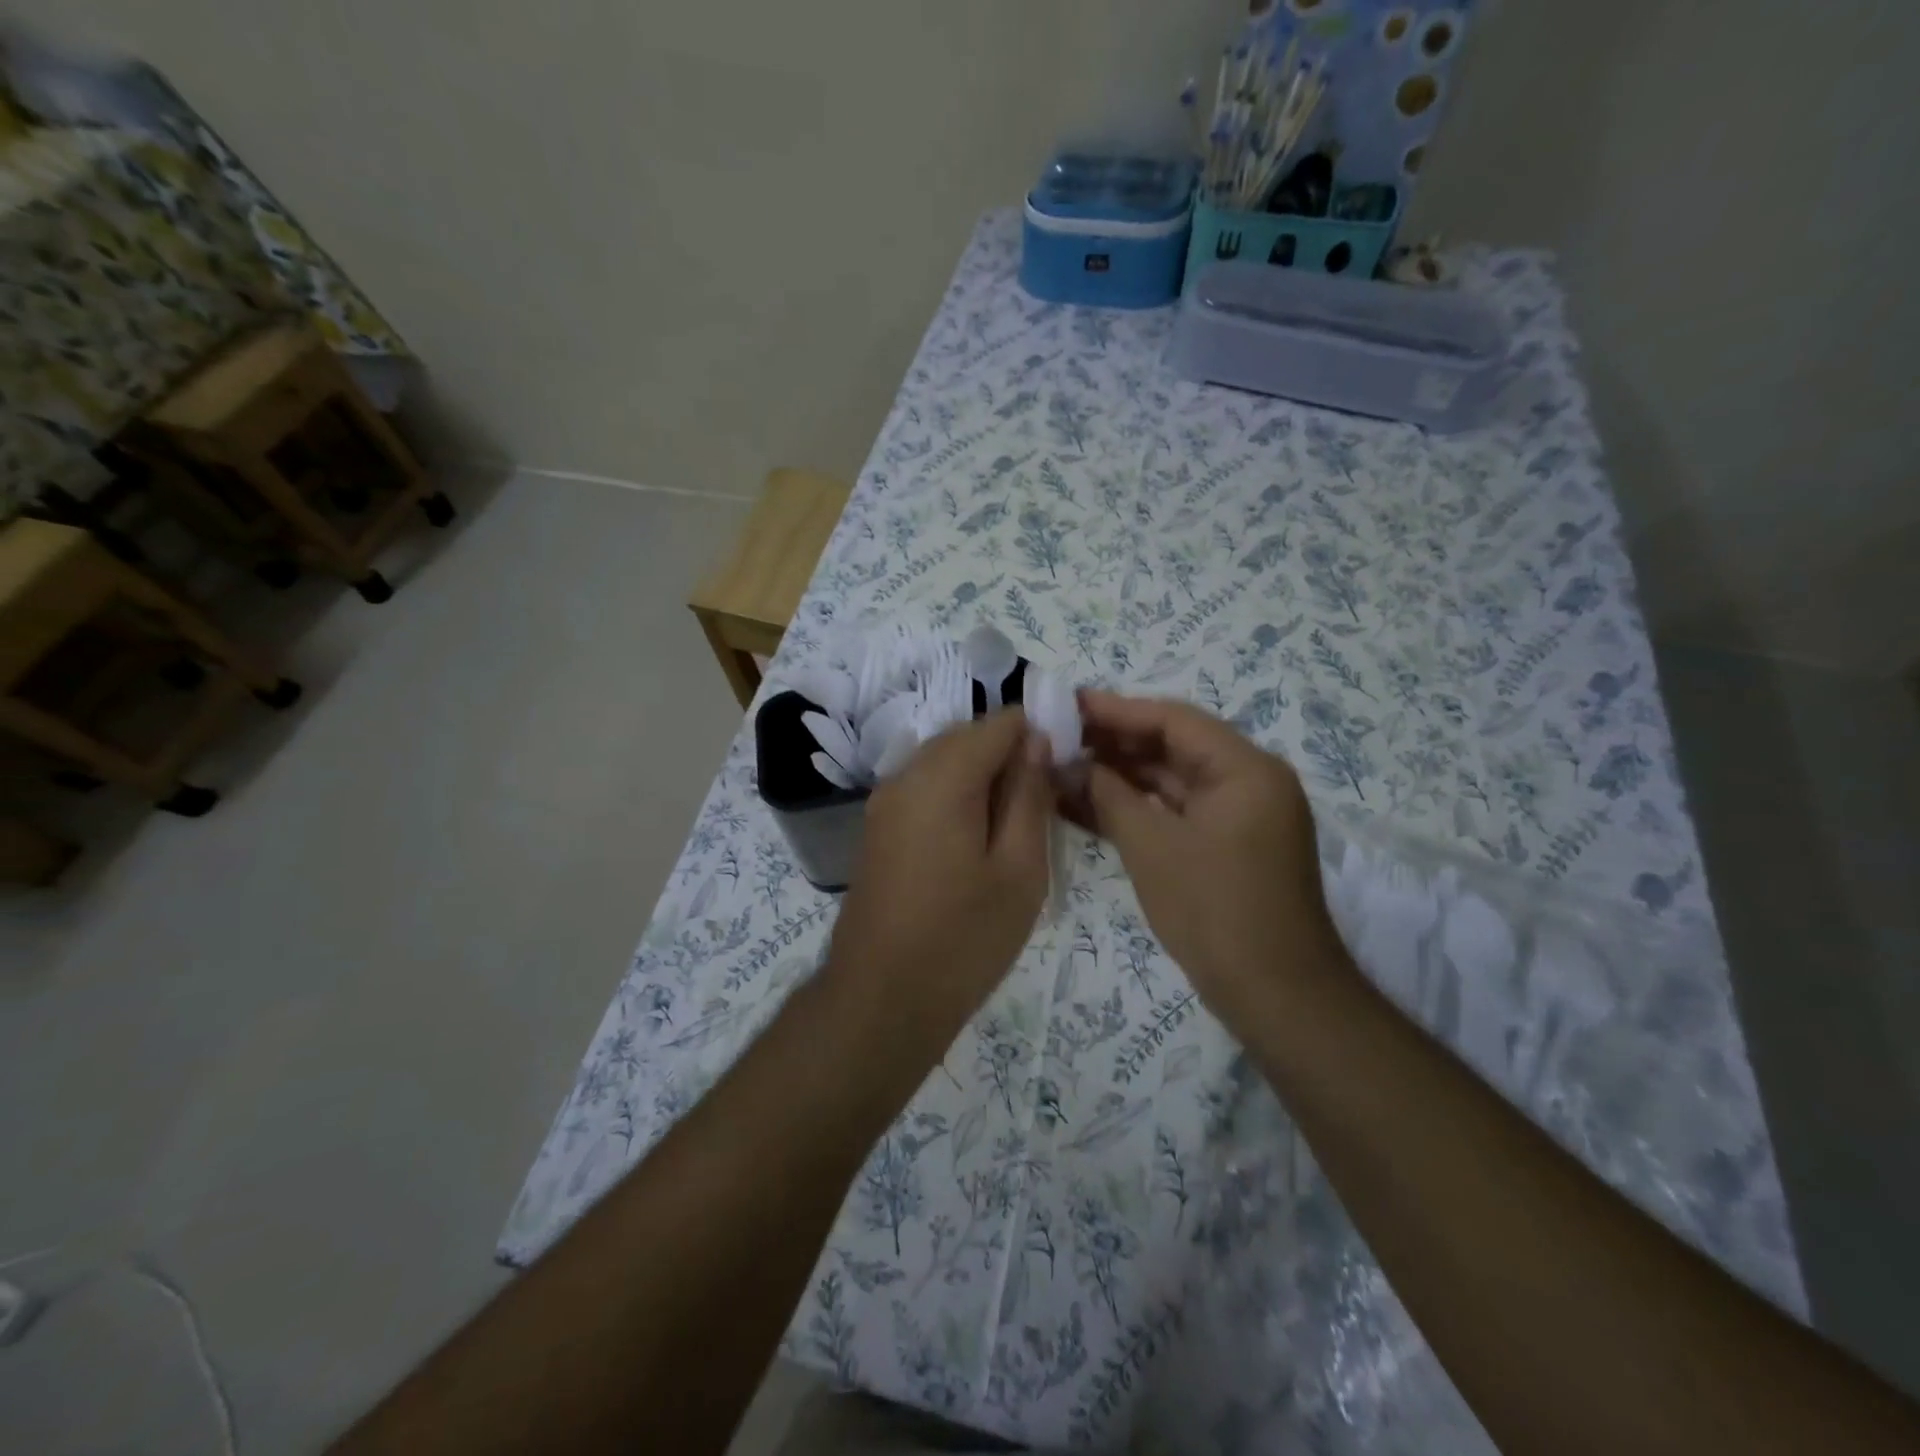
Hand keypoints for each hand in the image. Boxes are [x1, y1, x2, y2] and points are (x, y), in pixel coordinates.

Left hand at [824, 709, 1053, 1042]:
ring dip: (983, 776)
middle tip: (1045, 803)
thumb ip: (1029, 796)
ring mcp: (884, 801)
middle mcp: (905, 775)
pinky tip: (978, 839)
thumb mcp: (1019, 870)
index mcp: (942, 777)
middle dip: (1010, 754)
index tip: (1065, 771)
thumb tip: (1037, 741)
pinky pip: (924, 787)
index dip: (1039, 733)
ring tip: (1016, 824)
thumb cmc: (963, 939)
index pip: (999, 722)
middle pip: (967, 736)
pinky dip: (957, 794)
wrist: (882, 999)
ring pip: (944, 761)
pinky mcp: (878, 827)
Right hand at [1076, 691, 1347, 1023]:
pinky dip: (1138, 809)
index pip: (1173, 720)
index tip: (1067, 706)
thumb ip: (1109, 796)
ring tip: (1063, 769)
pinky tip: (1089, 806)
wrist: (1276, 996)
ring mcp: (1240, 816)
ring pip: (1172, 782)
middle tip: (1058, 739)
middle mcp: (1249, 782)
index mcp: (1245, 769)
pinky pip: (1177, 813)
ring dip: (1121, 777)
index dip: (1116, 711)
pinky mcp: (1228, 846)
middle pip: (1173, 747)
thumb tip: (1073, 766)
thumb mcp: (1152, 848)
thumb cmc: (1214, 912)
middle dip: (1114, 744)